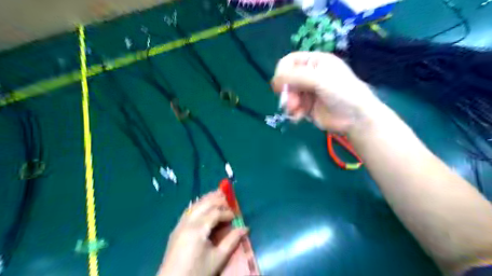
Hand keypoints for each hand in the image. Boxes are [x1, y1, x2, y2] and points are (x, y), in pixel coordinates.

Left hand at [159, 191, 247, 275]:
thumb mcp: (218, 258)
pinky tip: (203, 205)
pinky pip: (188, 211)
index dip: (227, 212)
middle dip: (217, 199)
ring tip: (217, 193)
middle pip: (204, 204)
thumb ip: (232, 240)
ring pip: (195, 205)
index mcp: (197, 229)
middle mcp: (187, 222)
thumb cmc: (197, 272)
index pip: (215, 213)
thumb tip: (245, 228)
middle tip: (228, 197)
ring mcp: (179, 225)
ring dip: (207, 199)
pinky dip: (198, 205)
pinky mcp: (176, 230)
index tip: (235, 216)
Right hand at [273, 51, 379, 133]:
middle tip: (292, 103)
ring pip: (288, 95)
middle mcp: (310, 75)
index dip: (282, 72)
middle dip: (287, 92)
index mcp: (314, 62)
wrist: (355, 118)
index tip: (279, 85)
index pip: (290, 61)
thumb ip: (296, 76)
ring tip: (296, 111)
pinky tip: (298, 118)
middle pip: (287, 80)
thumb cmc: (342, 92)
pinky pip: (293, 107)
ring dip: (289, 103)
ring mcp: (308, 92)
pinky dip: (293, 112)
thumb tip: (274, 81)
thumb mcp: (319, 79)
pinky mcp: (307, 107)